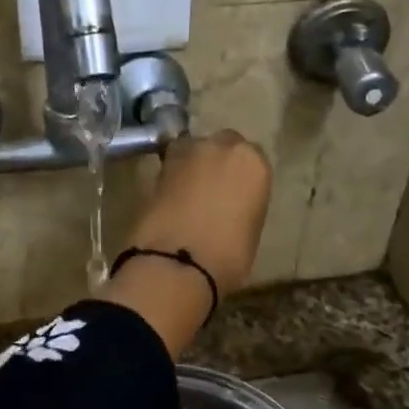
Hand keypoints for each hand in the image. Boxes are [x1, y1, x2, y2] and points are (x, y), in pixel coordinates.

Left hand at [126, 130, 271, 296]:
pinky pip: (171, 167)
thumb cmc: (228, 257)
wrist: (178, 263)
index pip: (252, 158)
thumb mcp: (249, 232)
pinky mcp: (155, 167)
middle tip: (213, 190)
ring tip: (189, 195)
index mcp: (253, 163)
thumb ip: (242, 207)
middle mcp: (221, 147)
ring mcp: (185, 153)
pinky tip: (171, 201)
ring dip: (192, 166)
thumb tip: (229, 210)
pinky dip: (172, 180)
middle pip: (221, 145)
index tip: (238, 194)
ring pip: (192, 150)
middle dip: (217, 162)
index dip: (242, 176)